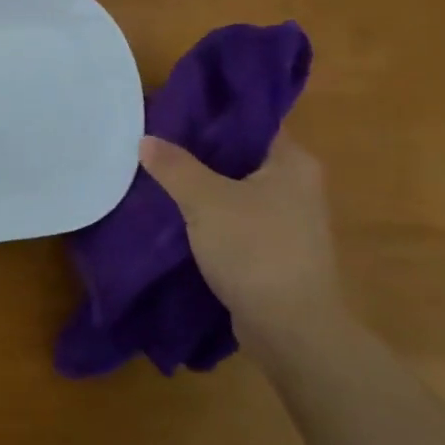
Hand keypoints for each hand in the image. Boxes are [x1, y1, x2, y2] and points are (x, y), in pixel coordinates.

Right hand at [138, 133, 341, 346]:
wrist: (291, 329)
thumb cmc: (255, 251)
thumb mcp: (206, 201)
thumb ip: (174, 167)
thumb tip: (146, 139)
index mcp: (292, 162)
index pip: (250, 122)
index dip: (211, 116)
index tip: (173, 115)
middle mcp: (298, 184)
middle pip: (241, 156)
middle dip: (200, 153)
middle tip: (158, 144)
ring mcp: (290, 220)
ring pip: (237, 190)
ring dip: (204, 187)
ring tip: (161, 177)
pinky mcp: (277, 250)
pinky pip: (238, 219)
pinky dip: (213, 216)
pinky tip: (180, 216)